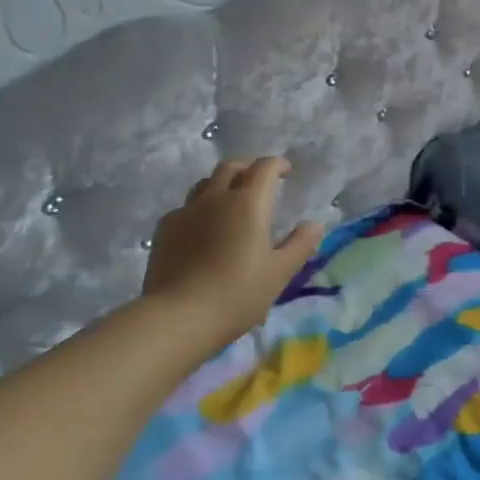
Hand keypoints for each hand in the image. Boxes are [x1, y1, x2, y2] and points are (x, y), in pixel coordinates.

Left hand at [143, 157, 323, 350]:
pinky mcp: (165, 228)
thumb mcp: (279, 273)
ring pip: (205, 183)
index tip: (286, 172)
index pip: (264, 168)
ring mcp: (186, 210)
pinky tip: (202, 230)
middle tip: (259, 183)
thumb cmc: (237, 294)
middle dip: (248, 169)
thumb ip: (300, 245)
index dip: (278, 164)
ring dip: (222, 184)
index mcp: (248, 203)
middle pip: (231, 167)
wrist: (178, 315)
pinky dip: (200, 209)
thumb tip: (315, 224)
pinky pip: (186, 207)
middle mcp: (216, 197)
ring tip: (229, 203)